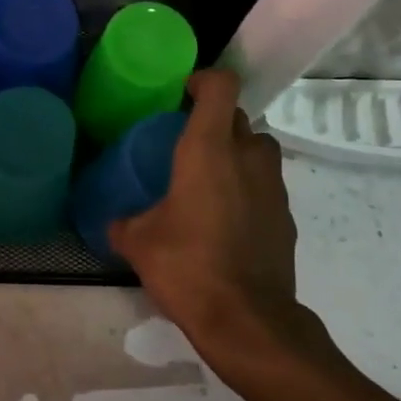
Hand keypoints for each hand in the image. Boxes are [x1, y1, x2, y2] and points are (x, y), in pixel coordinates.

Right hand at [109, 69, 317, 367]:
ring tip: (209, 178)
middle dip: (215, 121)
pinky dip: (249, 189)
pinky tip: (227, 220)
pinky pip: (266, 185)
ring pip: (258, 149)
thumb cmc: (187, 266)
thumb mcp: (138, 243)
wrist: (248, 321)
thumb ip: (123, 222)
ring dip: (237, 152)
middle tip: (187, 142)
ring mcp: (273, 187)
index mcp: (209, 149)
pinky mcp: (286, 217)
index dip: (204, 80)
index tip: (183, 93)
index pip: (221, 86)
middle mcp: (247, 157)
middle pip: (238, 117)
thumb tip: (114, 222)